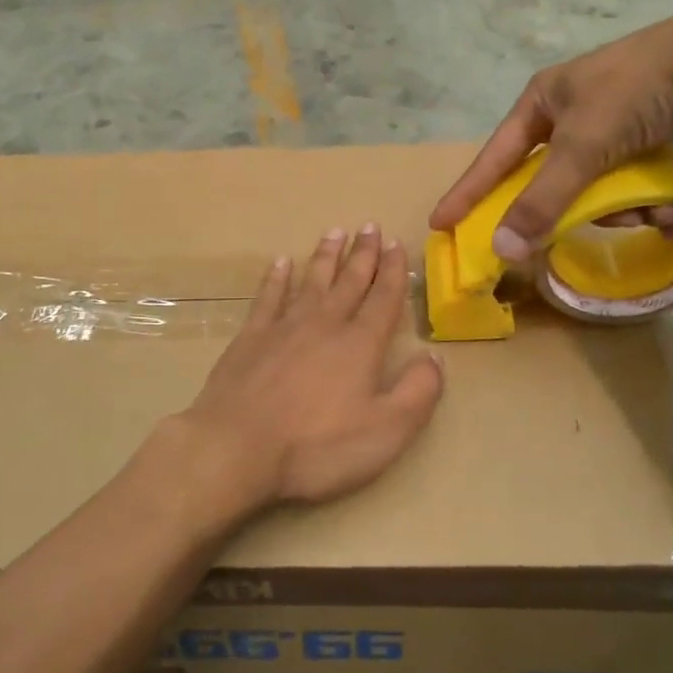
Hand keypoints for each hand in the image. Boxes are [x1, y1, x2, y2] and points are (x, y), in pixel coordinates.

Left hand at [164, 225, 444, 515]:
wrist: (238, 447)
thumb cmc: (317, 446)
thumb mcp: (386, 431)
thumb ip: (418, 392)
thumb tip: (435, 357)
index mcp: (360, 344)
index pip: (384, 299)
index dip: (394, 271)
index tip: (397, 244)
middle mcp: (325, 324)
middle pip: (349, 281)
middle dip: (363, 253)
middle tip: (370, 225)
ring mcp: (284, 327)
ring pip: (311, 281)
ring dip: (326, 256)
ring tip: (335, 232)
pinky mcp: (251, 337)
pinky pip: (268, 297)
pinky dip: (276, 278)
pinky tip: (281, 262)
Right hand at [430, 5, 672, 261]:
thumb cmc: (632, 94)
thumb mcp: (581, 148)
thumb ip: (542, 201)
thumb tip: (502, 249)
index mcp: (540, 102)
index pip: (493, 157)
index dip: (467, 192)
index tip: (441, 223)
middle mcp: (567, 112)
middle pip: (546, 178)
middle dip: (564, 209)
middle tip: (558, 238)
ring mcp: (607, 124)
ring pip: (591, 186)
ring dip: (615, 209)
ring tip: (645, 214)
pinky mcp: (642, 135)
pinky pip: (625, 181)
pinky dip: (642, 199)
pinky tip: (669, 209)